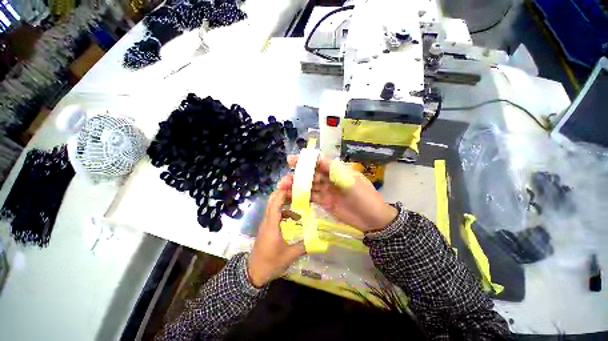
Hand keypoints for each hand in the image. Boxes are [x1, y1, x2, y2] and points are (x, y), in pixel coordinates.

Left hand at [248, 187, 305, 286]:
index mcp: (271, 225)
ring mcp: (266, 223)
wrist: (253, 273)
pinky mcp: (267, 227)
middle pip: (272, 200)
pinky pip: (275, 213)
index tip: (293, 184)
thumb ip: (304, 246)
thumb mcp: (289, 256)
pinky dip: (284, 209)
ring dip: (284, 199)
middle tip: (296, 187)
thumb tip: (318, 240)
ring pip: (273, 205)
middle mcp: (267, 220)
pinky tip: (294, 216)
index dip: (283, 192)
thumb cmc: (270, 263)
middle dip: (283, 190)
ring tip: (297, 198)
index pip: (275, 203)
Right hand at [279, 154, 397, 232]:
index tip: (291, 161)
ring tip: (283, 189)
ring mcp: (326, 191)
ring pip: (308, 186)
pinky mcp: (324, 202)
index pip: (318, 162)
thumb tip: (319, 158)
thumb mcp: (352, 181)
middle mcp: (329, 178)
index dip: (305, 161)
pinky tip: (291, 198)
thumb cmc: (365, 197)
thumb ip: (335, 171)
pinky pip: (310, 198)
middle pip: (310, 174)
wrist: (373, 219)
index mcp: (336, 170)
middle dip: (297, 175)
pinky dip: (301, 197)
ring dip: (296, 186)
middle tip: (284, 180)